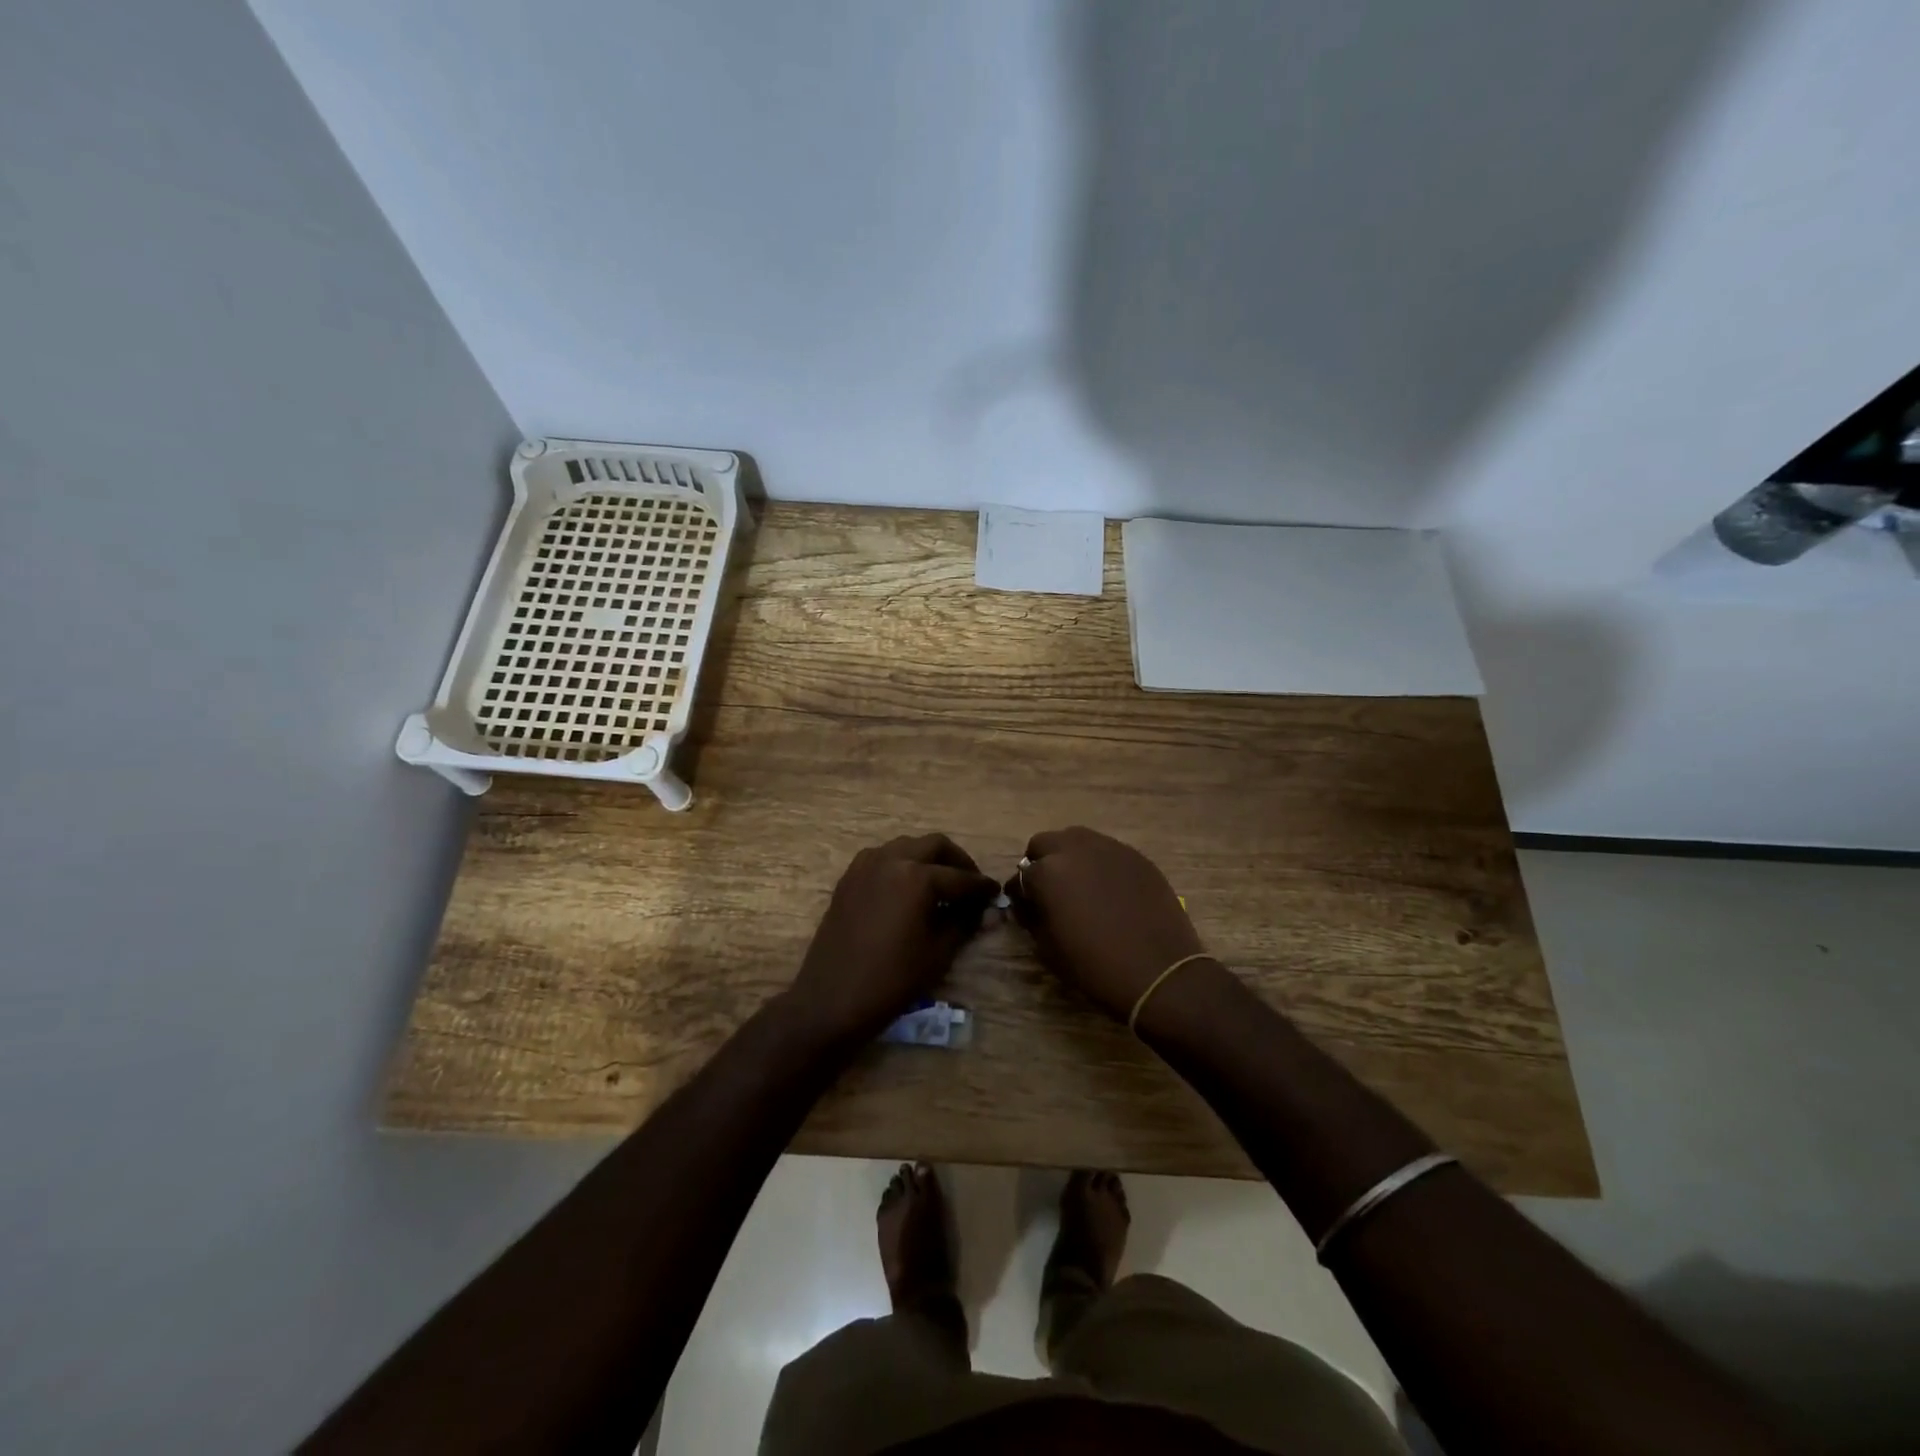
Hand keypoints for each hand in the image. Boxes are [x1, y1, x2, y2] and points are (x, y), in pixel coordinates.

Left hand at [786, 834, 997, 1045]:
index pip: (960, 877)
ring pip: (906, 846)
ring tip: (941, 884)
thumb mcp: (938, 953)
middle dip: (957, 861)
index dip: (981, 887)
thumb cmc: (892, 980)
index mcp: (917, 877)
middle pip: (934, 845)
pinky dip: (901, 864)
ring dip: (928, 858)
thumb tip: (985, 910)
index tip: (996, 894)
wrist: (832, 999)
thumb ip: (964, 923)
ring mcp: (866, 866)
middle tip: (971, 884)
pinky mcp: (849, 878)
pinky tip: (909, 888)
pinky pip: (882, 858)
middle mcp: (892, 859)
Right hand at [1008, 826, 1208, 1023]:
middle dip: (1041, 863)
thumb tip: (1030, 904)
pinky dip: (1100, 864)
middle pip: (1045, 844)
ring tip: (1081, 886)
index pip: (1020, 876)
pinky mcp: (1137, 856)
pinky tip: (1110, 890)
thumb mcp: (1048, 948)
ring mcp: (1109, 848)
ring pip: (1077, 840)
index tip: (1026, 909)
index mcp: (1047, 872)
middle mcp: (1075, 849)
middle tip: (1050, 891)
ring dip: (1071, 857)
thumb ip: (1033, 917)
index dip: (1020, 895)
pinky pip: (1108, 851)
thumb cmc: (1095, 966)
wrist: (1158, 972)